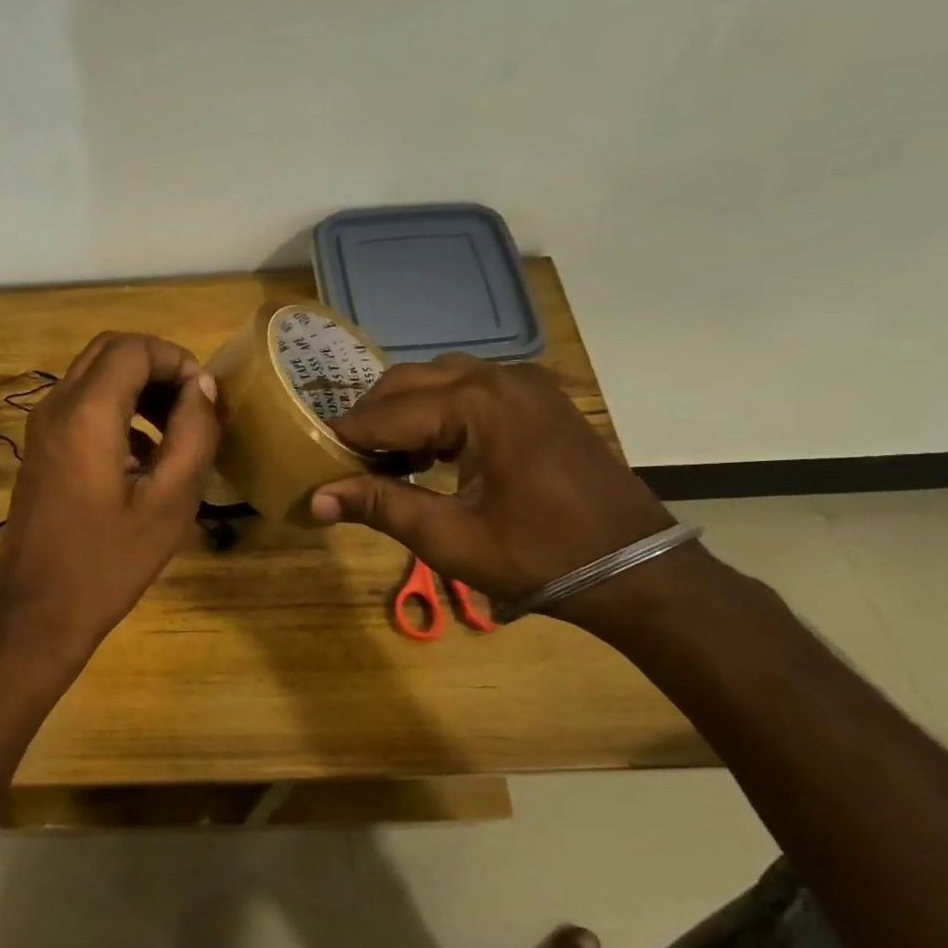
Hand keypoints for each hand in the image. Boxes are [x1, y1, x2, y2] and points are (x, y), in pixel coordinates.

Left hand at [0, 333, 219, 654]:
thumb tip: (201, 387)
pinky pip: (80, 405)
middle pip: (110, 351)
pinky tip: (142, 456)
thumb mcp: (170, 501)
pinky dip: (115, 409)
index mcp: (87, 413)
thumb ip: (194, 434)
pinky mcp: (39, 447)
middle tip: (190, 407)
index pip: (133, 348)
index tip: (203, 399)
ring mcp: (41, 426)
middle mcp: (56, 406)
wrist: (40, 608)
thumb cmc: (110, 560)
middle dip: (156, 368)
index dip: (176, 360)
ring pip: (93, 376)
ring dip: (137, 388)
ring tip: (174, 431)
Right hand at [309, 355, 678, 612]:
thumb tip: (316, 498)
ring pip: (437, 378)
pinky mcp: (538, 396)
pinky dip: (437, 410)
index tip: (311, 459)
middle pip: (407, 381)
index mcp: (477, 405)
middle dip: (370, 419)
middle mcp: (499, 376)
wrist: (637, 571)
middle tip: (345, 462)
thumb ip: (379, 506)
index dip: (344, 438)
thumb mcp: (450, 538)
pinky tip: (430, 450)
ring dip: (402, 411)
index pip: (386, 413)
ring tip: (384, 458)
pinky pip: (469, 387)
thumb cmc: (540, 558)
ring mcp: (524, 382)